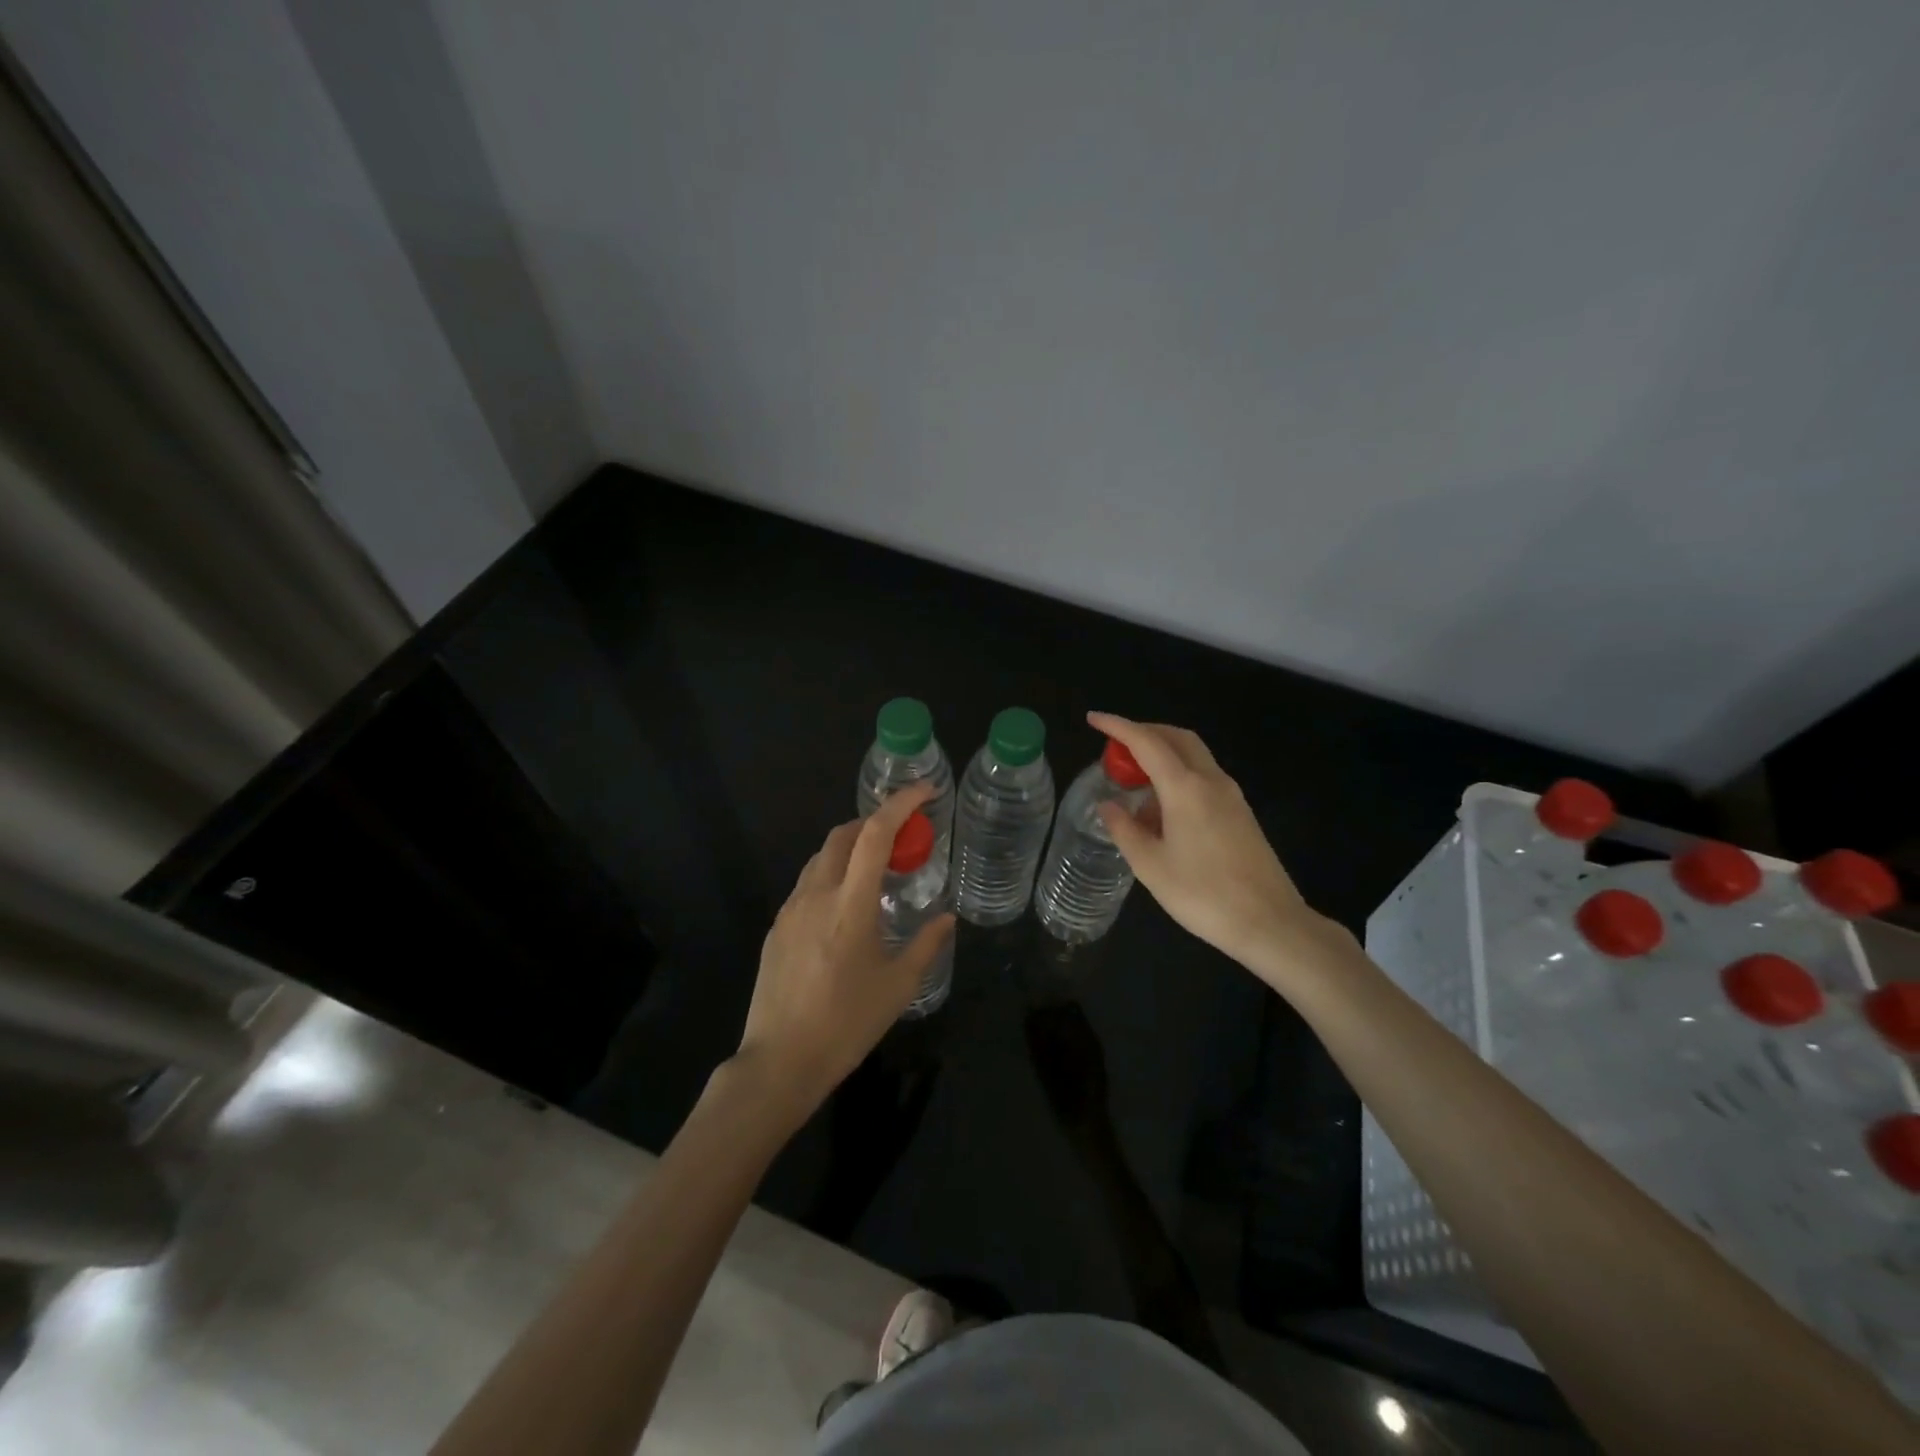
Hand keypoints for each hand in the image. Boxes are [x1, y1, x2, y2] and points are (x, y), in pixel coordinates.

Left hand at [733, 783, 954, 1120]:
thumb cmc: (847, 1024)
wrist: (780, 1061)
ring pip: (820, 859)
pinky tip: (845, 907)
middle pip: (842, 836)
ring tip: (876, 871)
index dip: (900, 805)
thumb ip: (926, 944)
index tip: (924, 792)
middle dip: (873, 823)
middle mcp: (816, 895)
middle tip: (902, 837)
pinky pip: (806, 884)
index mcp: (850, 905)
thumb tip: (948, 918)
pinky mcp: (776, 928)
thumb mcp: (898, 986)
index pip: (875, 835)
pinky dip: (831, 876)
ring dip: (850, 849)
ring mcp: (790, 910)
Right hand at [1087, 713, 1344, 985]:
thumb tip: (1108, 806)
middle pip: (1177, 738)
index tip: (1094, 719)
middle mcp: (1211, 781)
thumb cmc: (1203, 894)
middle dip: (1145, 732)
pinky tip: (1163, 810)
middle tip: (1116, 746)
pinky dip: (1179, 776)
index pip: (1147, 742)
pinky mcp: (1241, 813)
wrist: (1270, 923)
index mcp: (1185, 788)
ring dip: (1163, 755)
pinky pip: (1204, 778)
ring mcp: (1231, 796)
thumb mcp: (1150, 866)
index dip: (1118, 727)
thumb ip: (1124, 829)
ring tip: (1135, 784)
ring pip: (1194, 756)